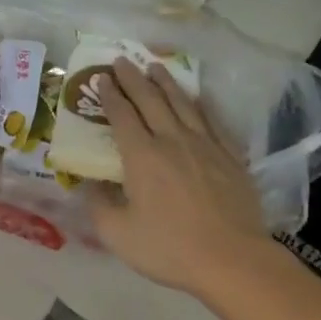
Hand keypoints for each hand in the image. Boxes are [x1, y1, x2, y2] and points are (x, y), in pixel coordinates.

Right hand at [88, 58, 271, 295]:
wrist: (232, 259)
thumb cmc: (169, 248)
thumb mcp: (118, 234)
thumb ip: (99, 205)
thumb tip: (88, 183)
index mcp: (142, 157)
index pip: (122, 116)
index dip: (109, 95)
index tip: (101, 78)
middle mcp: (172, 140)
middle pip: (151, 100)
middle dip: (134, 78)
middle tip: (123, 61)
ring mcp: (205, 145)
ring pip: (182, 103)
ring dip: (166, 82)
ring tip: (155, 66)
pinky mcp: (230, 156)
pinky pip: (212, 120)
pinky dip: (201, 104)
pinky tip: (197, 97)